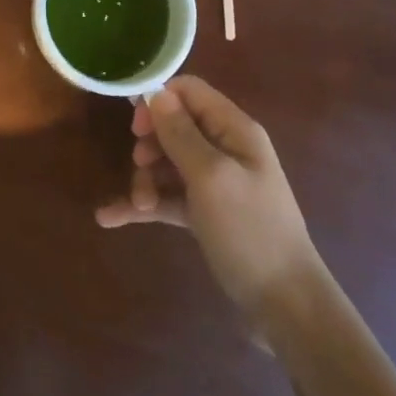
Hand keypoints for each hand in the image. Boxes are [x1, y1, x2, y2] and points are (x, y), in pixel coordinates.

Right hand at [97, 76, 324, 323]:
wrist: (283, 303)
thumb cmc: (249, 230)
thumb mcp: (211, 177)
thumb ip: (181, 134)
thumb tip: (157, 93)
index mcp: (234, 131)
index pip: (190, 92)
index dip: (159, 102)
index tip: (136, 128)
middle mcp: (225, 150)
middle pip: (174, 128)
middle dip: (149, 146)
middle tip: (139, 168)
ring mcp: (215, 183)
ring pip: (167, 164)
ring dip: (145, 180)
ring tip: (137, 206)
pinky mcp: (206, 214)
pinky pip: (168, 198)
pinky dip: (144, 205)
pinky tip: (111, 218)